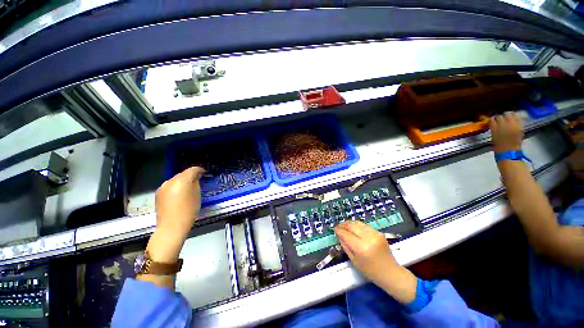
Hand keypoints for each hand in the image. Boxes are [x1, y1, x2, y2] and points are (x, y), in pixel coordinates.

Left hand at [155, 166, 204, 235]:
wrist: (171, 226)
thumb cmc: (189, 210)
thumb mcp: (197, 195)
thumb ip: (196, 183)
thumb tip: (195, 178)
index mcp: (182, 180)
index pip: (192, 169)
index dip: (200, 170)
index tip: (204, 173)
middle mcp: (171, 181)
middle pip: (183, 174)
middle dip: (190, 176)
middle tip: (197, 182)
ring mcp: (163, 187)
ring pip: (175, 180)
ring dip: (182, 182)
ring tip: (188, 189)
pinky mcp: (158, 194)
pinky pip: (170, 186)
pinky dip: (175, 188)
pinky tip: (179, 195)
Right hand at [335, 221, 416, 302]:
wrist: (391, 273)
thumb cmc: (370, 271)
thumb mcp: (354, 261)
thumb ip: (345, 246)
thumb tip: (339, 235)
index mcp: (361, 248)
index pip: (346, 234)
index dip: (339, 231)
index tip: (334, 229)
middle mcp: (368, 238)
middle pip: (352, 226)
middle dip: (343, 224)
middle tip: (338, 226)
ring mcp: (375, 234)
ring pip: (358, 223)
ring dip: (350, 223)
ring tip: (344, 225)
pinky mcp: (379, 232)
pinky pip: (365, 225)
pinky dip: (357, 225)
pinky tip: (354, 227)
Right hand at [490, 112, 522, 152]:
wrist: (509, 153)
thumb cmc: (499, 147)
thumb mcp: (493, 137)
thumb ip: (494, 128)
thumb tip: (493, 122)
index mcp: (496, 129)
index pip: (493, 119)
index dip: (492, 120)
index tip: (492, 121)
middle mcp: (505, 125)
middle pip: (502, 115)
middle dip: (500, 117)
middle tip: (499, 120)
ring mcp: (514, 125)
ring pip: (511, 114)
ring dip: (508, 116)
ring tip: (507, 120)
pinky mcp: (520, 127)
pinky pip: (518, 119)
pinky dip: (515, 118)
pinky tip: (513, 122)